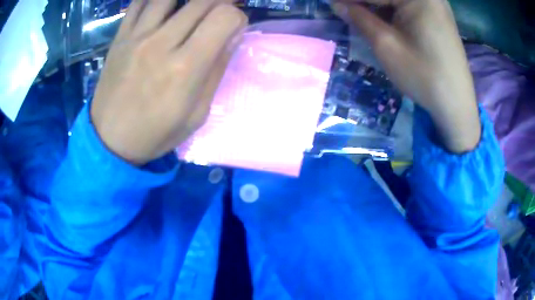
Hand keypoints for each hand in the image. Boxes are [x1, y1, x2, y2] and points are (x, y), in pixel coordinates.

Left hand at [91, 0, 246, 164]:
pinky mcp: (120, 36)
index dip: (237, 16)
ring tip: (192, 8)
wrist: (109, 140)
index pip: (224, 17)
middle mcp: (161, 43)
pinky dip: (155, 0)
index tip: (234, 28)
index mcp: (185, 68)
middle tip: (218, 13)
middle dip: (220, 2)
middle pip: (203, 0)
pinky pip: (139, 2)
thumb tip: (233, 35)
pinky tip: (164, 7)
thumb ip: (217, 70)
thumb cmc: (155, 133)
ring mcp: (137, 36)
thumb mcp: (197, 114)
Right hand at [332, 0, 480, 152]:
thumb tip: (337, 5)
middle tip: (345, 11)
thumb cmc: (424, 76)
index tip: (331, 5)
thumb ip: (360, 19)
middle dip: (365, 3)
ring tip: (361, 17)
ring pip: (397, 0)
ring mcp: (436, 4)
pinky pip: (409, 5)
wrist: (456, 104)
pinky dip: (392, 10)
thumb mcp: (386, 46)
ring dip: (378, 6)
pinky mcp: (438, 14)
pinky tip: (382, 18)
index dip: (350, 0)